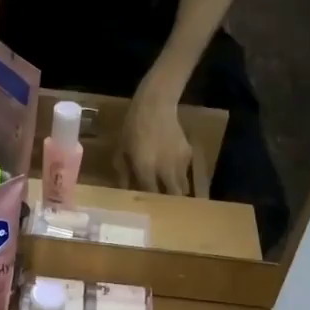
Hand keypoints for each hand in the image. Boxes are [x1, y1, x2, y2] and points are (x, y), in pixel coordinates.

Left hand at [115, 79, 203, 195]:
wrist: (155, 105)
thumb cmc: (133, 126)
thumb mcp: (121, 149)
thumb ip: (123, 172)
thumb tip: (125, 189)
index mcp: (146, 168)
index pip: (151, 194)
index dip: (149, 201)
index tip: (146, 204)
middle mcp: (165, 168)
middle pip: (173, 195)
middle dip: (168, 201)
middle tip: (162, 202)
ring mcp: (179, 161)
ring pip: (183, 186)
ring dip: (176, 189)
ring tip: (168, 189)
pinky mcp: (188, 153)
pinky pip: (185, 171)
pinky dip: (180, 174)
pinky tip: (172, 168)